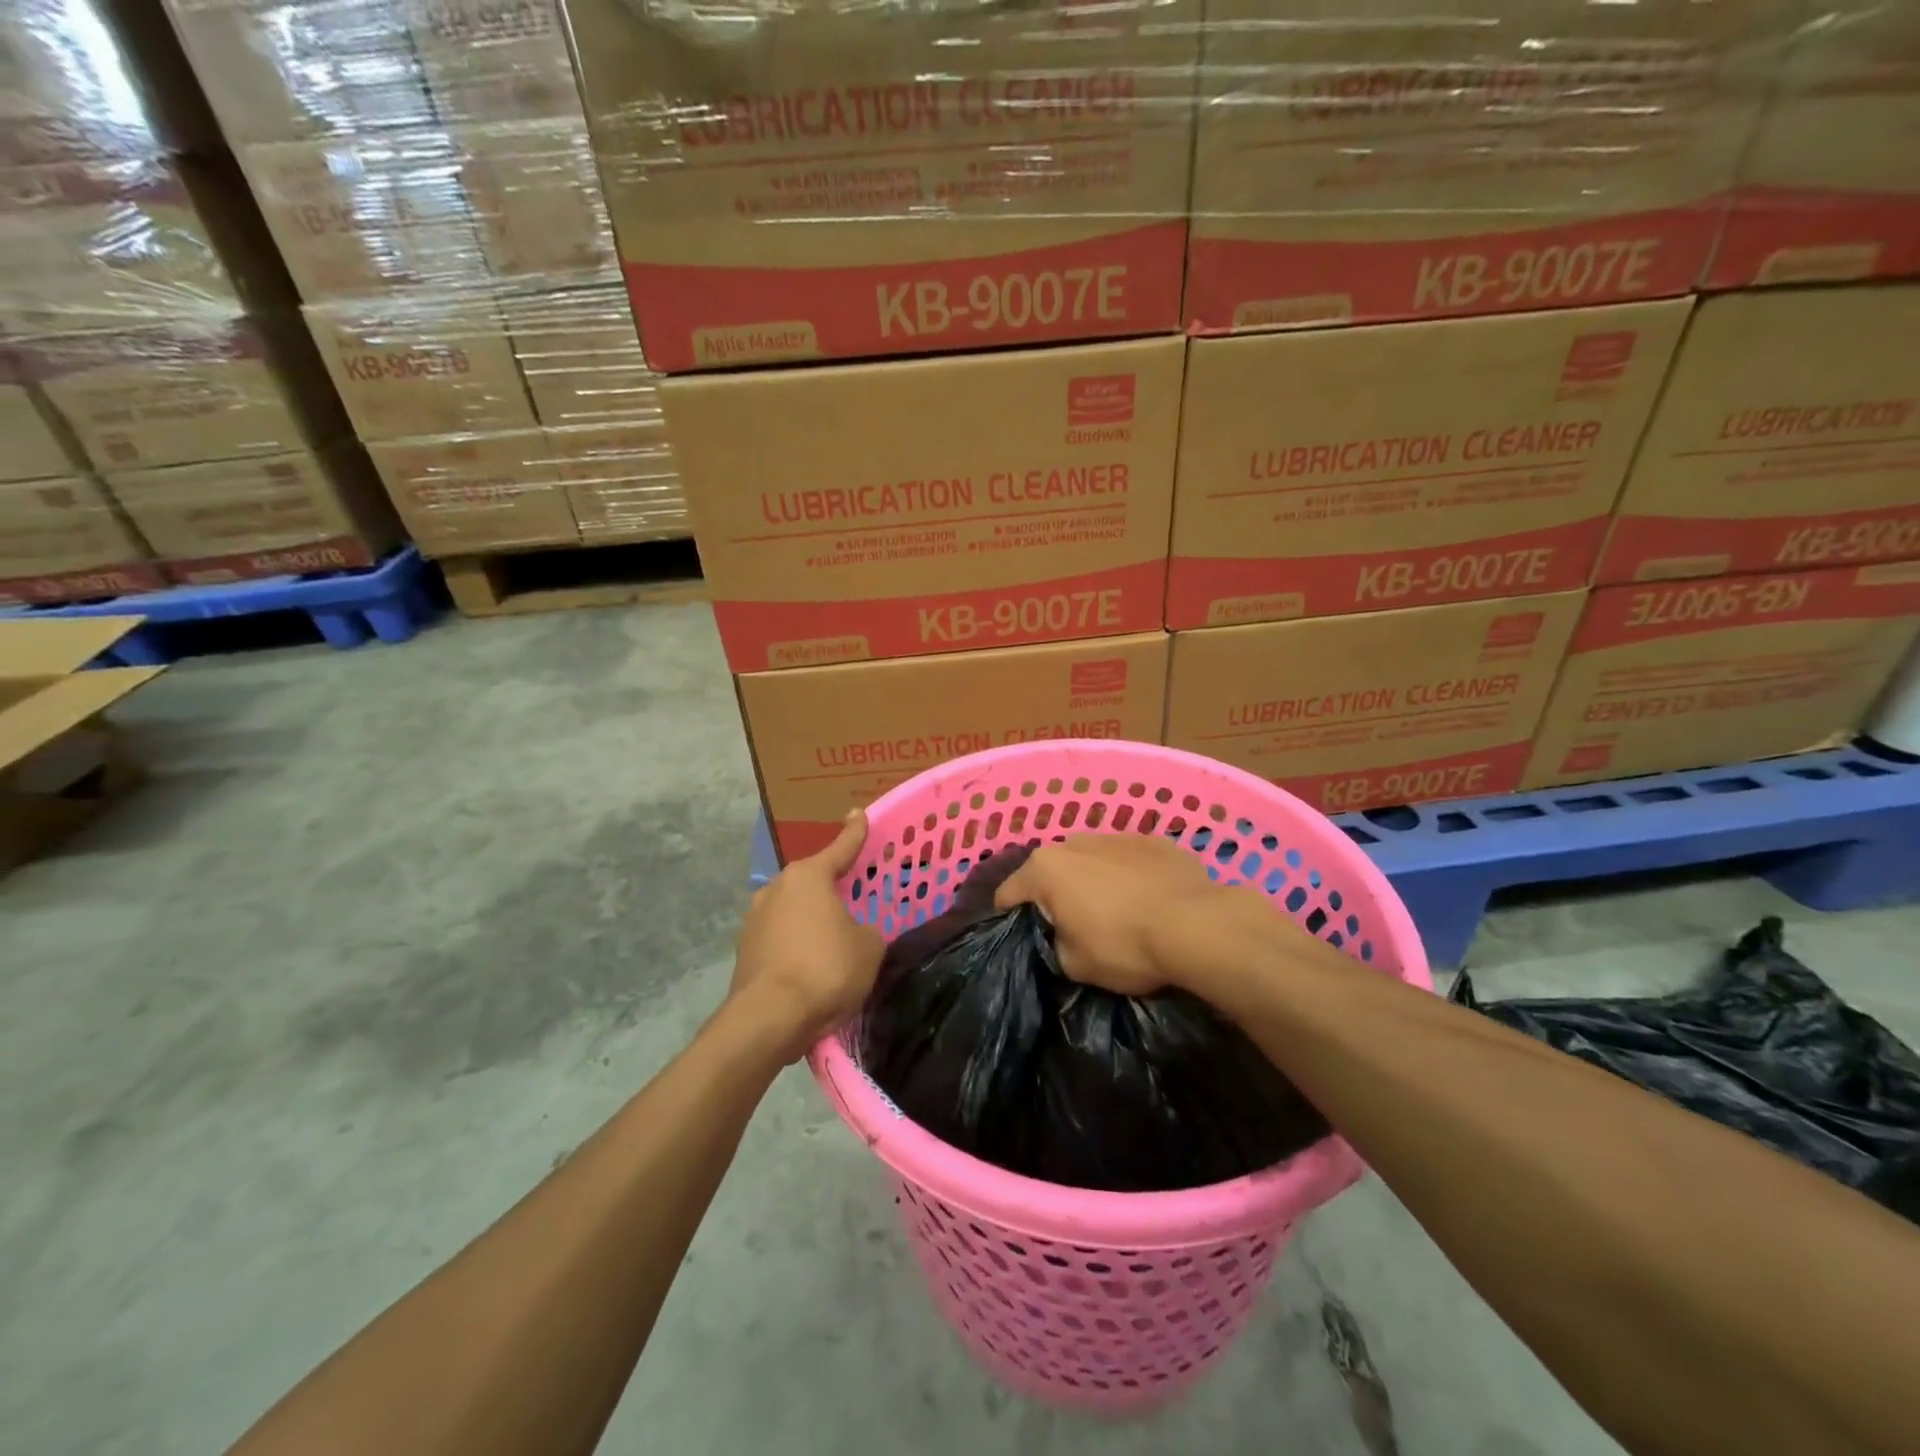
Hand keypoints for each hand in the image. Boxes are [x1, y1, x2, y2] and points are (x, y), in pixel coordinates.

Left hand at [730, 811, 884, 1060]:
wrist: (769, 1018)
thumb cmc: (826, 969)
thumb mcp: (869, 947)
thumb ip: (868, 930)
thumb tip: (855, 933)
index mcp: (809, 876)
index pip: (841, 847)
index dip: (855, 832)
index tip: (859, 814)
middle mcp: (777, 888)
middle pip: (813, 880)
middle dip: (832, 886)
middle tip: (853, 894)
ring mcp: (755, 918)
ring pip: (794, 910)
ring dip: (811, 919)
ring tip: (832, 940)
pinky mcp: (744, 949)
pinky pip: (780, 937)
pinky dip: (796, 945)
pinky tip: (810, 966)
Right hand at [995, 833, 1265, 995]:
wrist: (1197, 926)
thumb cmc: (1124, 945)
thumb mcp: (1073, 965)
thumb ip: (1054, 944)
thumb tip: (1062, 936)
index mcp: (1045, 868)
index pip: (1008, 894)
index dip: (1010, 919)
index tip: (1023, 939)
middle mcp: (1074, 841)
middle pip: (1051, 871)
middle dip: (1055, 895)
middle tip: (1072, 926)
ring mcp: (1116, 835)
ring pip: (1091, 860)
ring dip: (1093, 880)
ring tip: (1115, 911)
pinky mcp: (1154, 840)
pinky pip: (1128, 859)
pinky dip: (1129, 875)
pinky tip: (1148, 899)